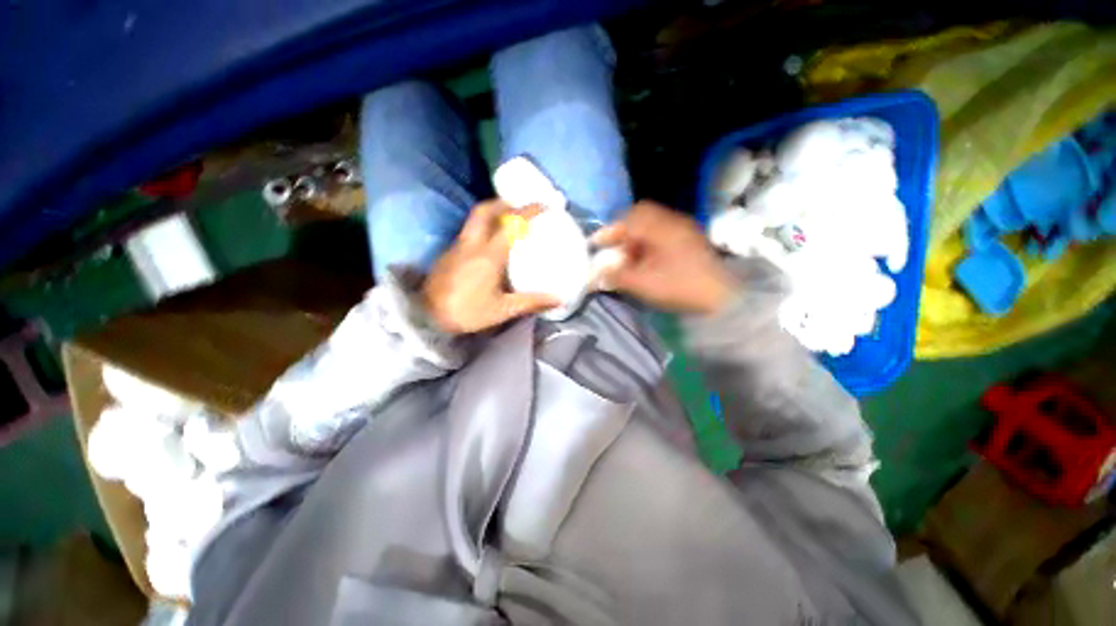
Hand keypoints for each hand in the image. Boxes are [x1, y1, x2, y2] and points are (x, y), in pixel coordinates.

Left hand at [423, 201, 558, 333]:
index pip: (510, 224)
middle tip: (519, 208)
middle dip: (503, 203)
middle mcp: (471, 244)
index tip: (543, 205)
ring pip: (473, 220)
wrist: (426, 318)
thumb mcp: (503, 309)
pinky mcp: (448, 254)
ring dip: (491, 214)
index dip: (528, 211)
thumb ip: (531, 302)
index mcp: (488, 255)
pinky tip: (488, 245)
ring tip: (506, 223)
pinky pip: (467, 232)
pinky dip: (481, 229)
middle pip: (484, 210)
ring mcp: (456, 247)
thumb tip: (558, 300)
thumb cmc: (467, 312)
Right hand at [592, 201, 735, 314]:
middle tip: (613, 250)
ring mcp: (685, 230)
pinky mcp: (691, 240)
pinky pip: (663, 234)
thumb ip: (617, 276)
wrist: (721, 298)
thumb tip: (598, 274)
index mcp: (662, 228)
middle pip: (641, 217)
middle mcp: (674, 222)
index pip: (629, 219)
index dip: (609, 231)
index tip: (596, 244)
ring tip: (628, 259)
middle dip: (622, 233)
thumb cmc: (680, 287)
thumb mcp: (643, 284)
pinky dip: (648, 244)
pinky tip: (646, 261)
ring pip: (652, 226)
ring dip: (635, 239)